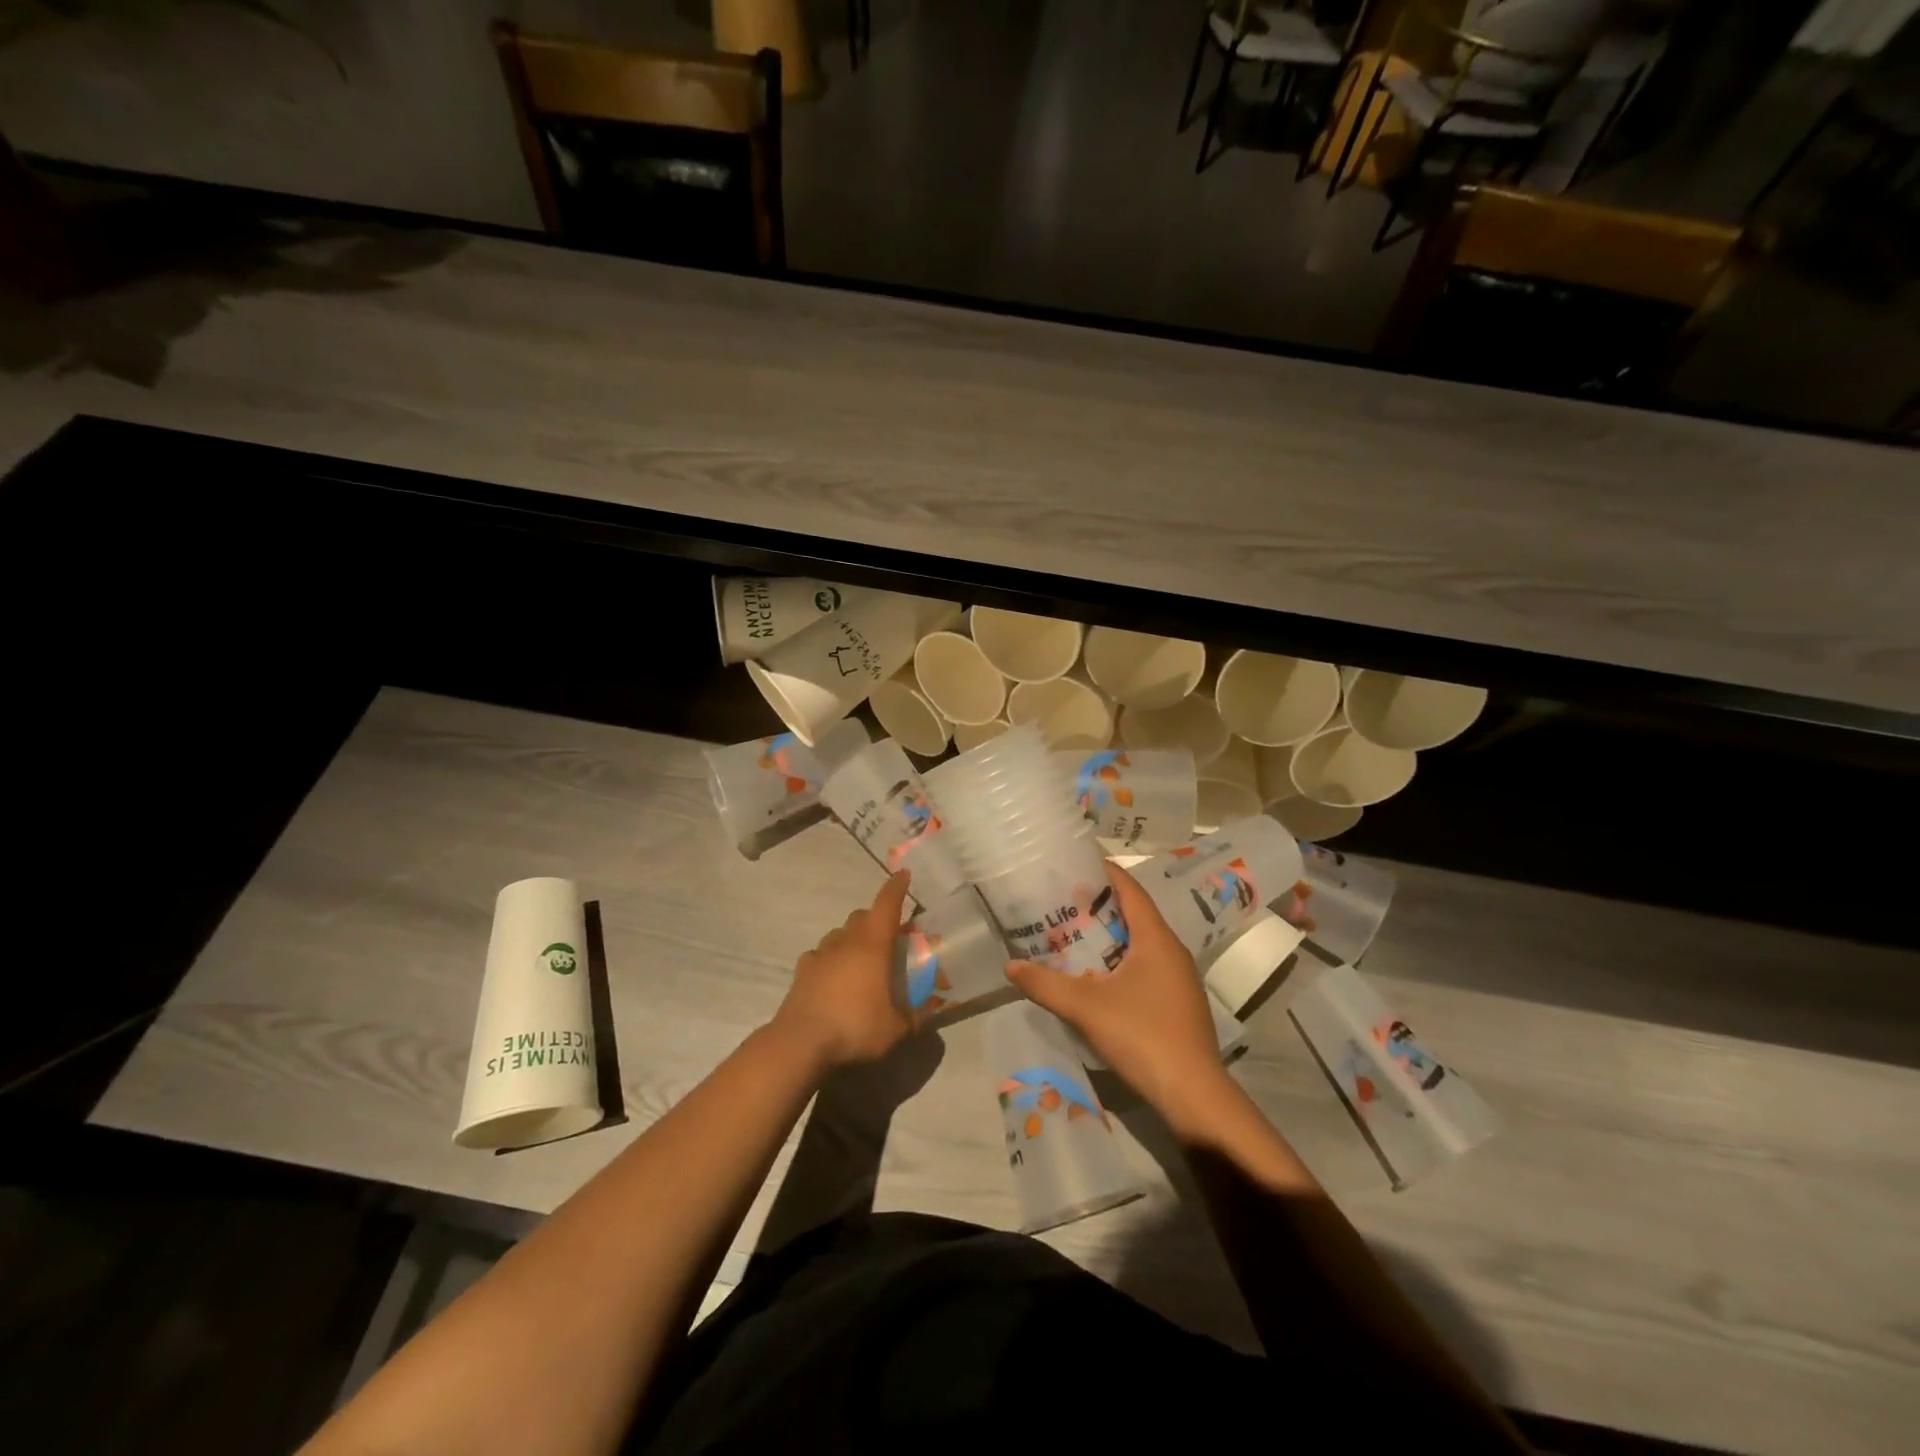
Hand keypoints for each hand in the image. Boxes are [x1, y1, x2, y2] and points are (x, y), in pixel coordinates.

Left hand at [771, 871, 913, 1070]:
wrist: (800, 1043)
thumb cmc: (855, 1027)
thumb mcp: (897, 1028)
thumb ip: (916, 1016)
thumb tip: (931, 1009)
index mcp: (873, 945)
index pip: (887, 904)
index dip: (897, 887)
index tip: (903, 874)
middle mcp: (846, 941)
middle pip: (861, 916)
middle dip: (875, 919)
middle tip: (888, 937)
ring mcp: (820, 954)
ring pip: (839, 933)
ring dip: (852, 938)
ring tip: (861, 959)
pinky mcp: (802, 971)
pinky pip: (819, 955)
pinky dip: (830, 959)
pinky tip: (833, 976)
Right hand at [1005, 864, 1226, 1113]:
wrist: (1193, 1095)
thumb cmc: (1142, 1036)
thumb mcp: (1086, 1007)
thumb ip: (1046, 984)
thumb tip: (1009, 966)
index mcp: (1156, 939)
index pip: (1131, 890)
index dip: (1106, 872)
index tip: (1078, 861)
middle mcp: (1172, 951)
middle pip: (1136, 914)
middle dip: (1101, 905)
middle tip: (1064, 900)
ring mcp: (1179, 979)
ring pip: (1142, 943)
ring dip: (1111, 935)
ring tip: (1075, 933)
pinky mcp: (1178, 1003)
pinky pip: (1147, 967)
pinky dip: (1122, 960)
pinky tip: (1098, 976)